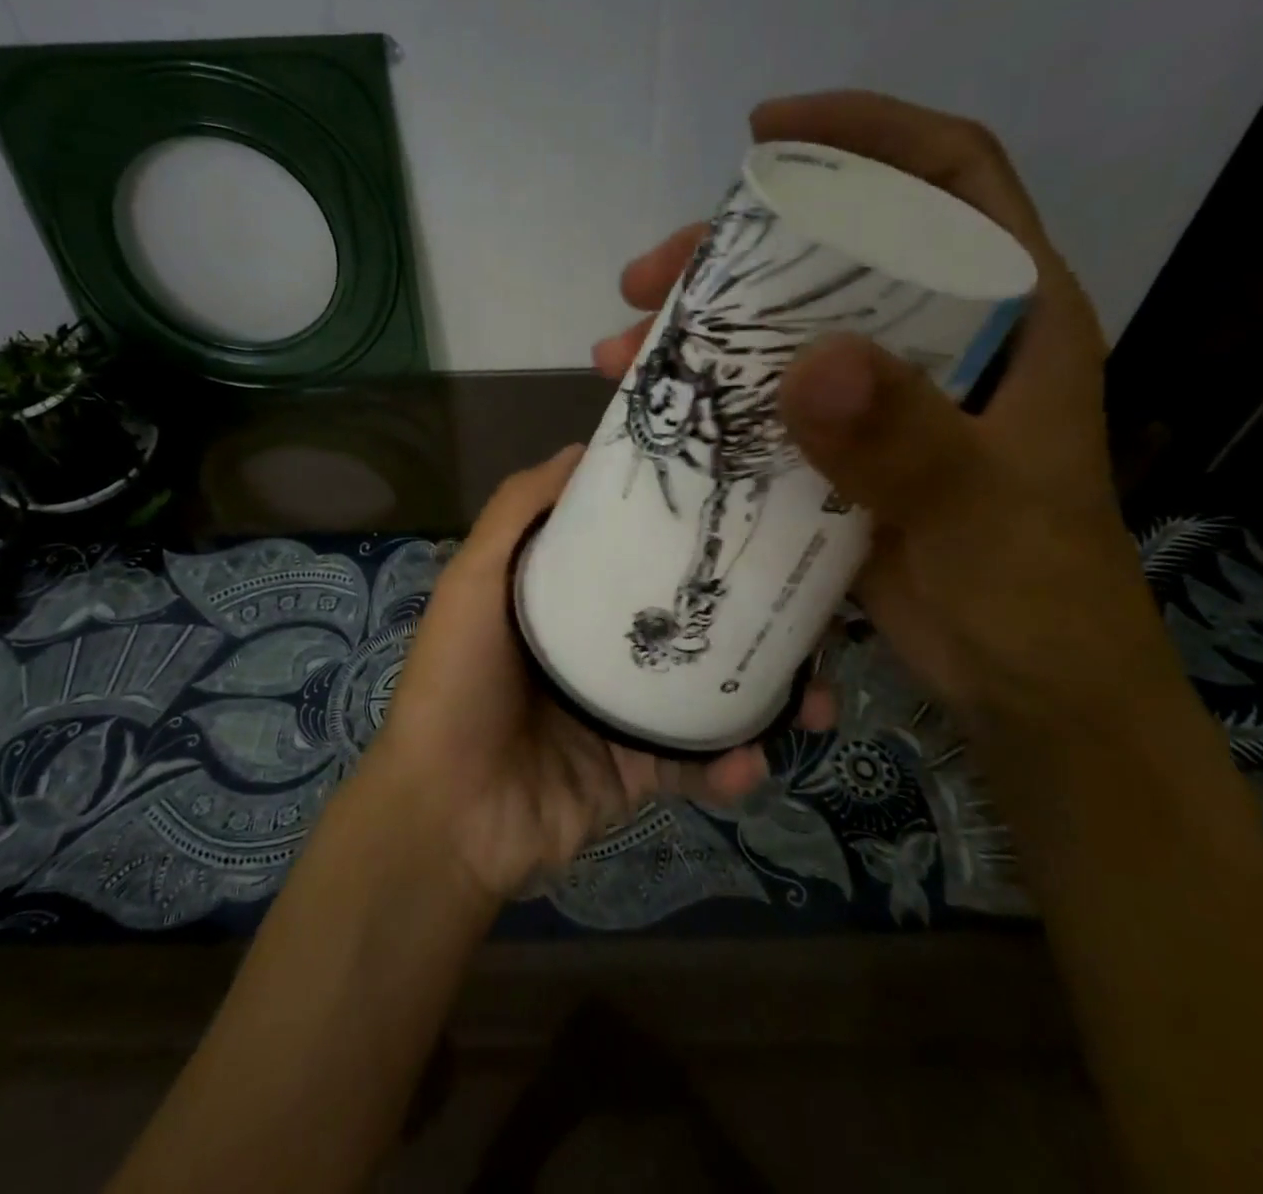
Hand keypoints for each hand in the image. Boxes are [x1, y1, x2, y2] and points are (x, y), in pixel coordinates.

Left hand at [366, 446, 834, 901]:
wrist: (447, 815)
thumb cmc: (458, 681)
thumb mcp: (476, 579)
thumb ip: (518, 511)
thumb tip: (582, 448)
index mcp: (570, 597)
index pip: (640, 550)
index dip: (690, 530)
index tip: (751, 507)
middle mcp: (603, 645)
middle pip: (689, 618)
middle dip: (753, 614)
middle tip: (815, 610)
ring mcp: (625, 710)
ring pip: (711, 690)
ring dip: (768, 695)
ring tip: (815, 698)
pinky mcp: (639, 770)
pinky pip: (698, 763)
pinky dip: (730, 766)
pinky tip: (751, 763)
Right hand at [595, 92, 1184, 734]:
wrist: (1027, 688)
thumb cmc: (1033, 592)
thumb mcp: (978, 513)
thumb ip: (907, 442)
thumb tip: (810, 364)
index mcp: (1007, 318)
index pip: (946, 179)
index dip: (864, 135)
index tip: (768, 133)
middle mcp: (939, 341)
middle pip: (832, 254)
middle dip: (734, 251)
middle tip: (649, 275)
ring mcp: (883, 398)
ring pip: (783, 329)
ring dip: (699, 330)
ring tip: (623, 349)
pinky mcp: (840, 451)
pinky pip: (764, 401)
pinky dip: (708, 398)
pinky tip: (654, 409)